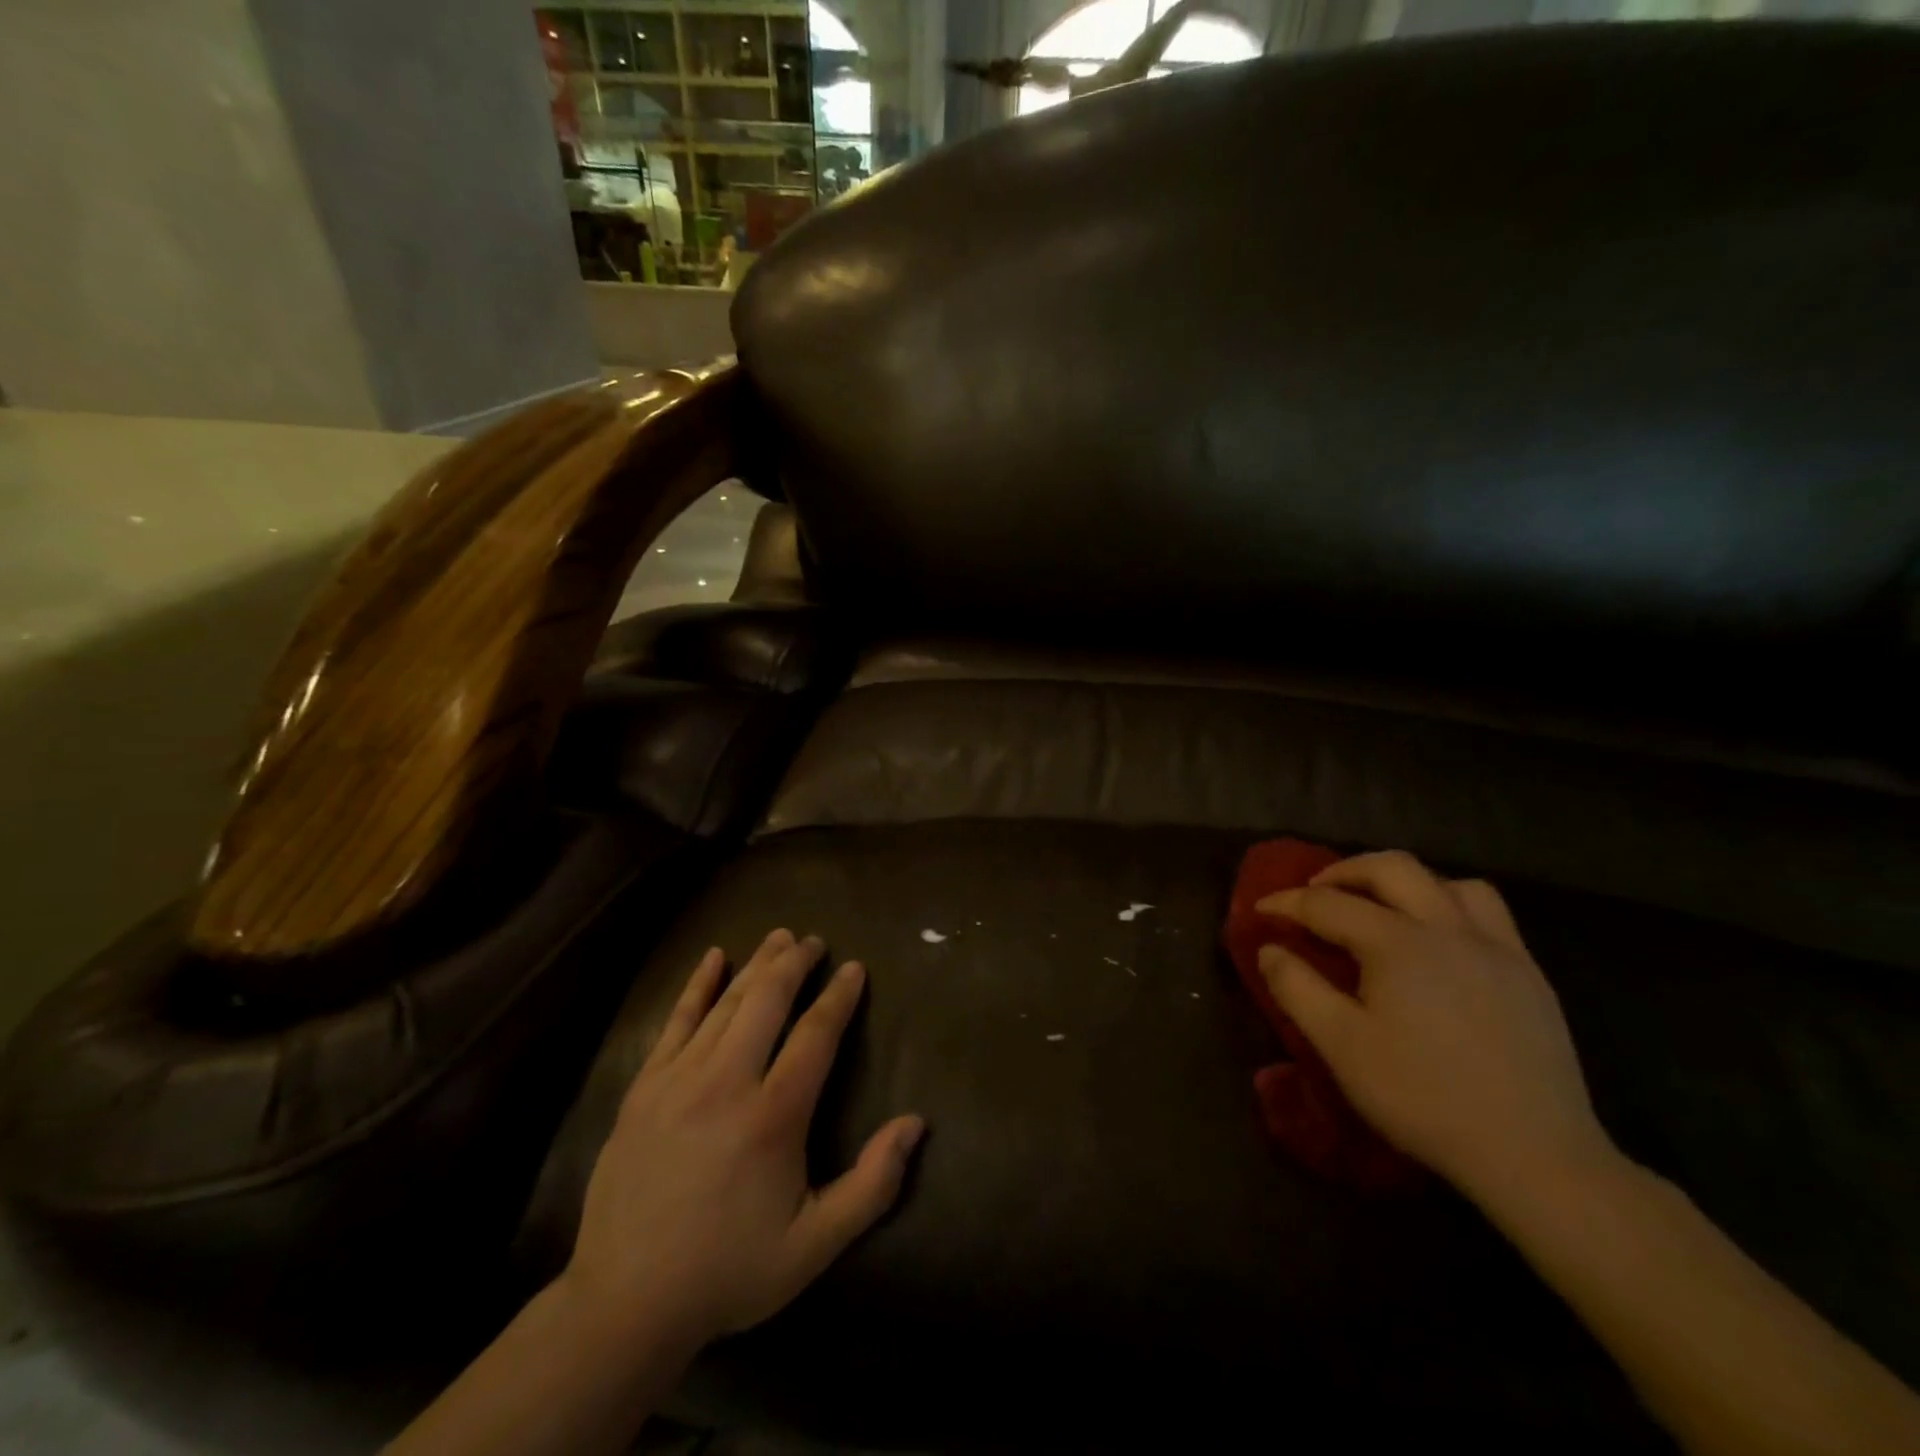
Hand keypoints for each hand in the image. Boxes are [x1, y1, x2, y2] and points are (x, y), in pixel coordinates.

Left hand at [562, 929, 924, 1353]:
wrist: (626, 1304)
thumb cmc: (729, 1270)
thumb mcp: (815, 1244)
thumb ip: (872, 1184)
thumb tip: (915, 1123)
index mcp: (774, 1115)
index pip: (816, 1033)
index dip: (839, 996)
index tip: (855, 968)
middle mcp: (727, 1082)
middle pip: (768, 1000)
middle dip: (796, 964)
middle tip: (815, 942)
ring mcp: (679, 1080)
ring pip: (726, 1002)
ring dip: (757, 964)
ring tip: (779, 939)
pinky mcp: (644, 1087)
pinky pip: (675, 1020)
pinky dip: (697, 985)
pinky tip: (714, 957)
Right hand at [1255, 851, 1615, 1204]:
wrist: (1534, 1154)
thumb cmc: (1423, 1097)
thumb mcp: (1341, 1046)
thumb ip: (1297, 988)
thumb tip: (1269, 949)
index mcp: (1396, 943)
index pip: (1327, 904)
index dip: (1286, 902)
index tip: (1260, 909)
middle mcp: (1446, 929)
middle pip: (1390, 868)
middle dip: (1343, 871)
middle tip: (1316, 893)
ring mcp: (1495, 947)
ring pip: (1446, 881)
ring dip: (1403, 882)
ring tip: (1381, 907)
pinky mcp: (1529, 973)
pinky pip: (1488, 911)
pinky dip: (1451, 904)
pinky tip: (1440, 938)